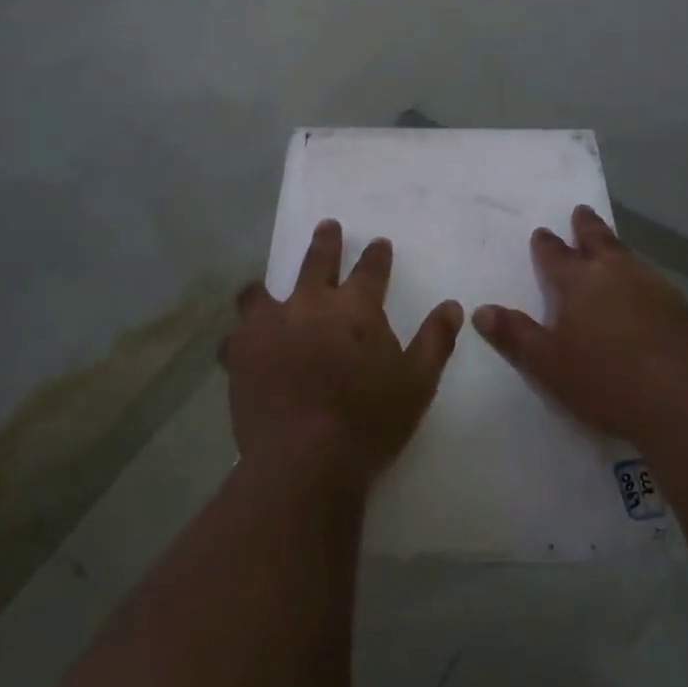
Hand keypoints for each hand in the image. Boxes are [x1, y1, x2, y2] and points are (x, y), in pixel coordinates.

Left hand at [224, 219, 463, 493]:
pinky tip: (242, 343)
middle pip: (317, 262)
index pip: (370, 269)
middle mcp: (310, 304)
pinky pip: (235, 334)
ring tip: (263, 289)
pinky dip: (242, 336)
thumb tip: (452, 306)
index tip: (379, 243)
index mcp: (355, 308)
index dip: (376, 255)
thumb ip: (435, 340)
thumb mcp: (418, 382)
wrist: (305, 460)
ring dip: (267, 287)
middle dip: (326, 242)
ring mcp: (269, 326)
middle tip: (328, 227)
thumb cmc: (369, 420)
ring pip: (261, 292)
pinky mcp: (240, 353)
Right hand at [473, 206, 687, 444]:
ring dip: (615, 248)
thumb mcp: (546, 364)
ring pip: (628, 256)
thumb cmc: (604, 380)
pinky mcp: (679, 306)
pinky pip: (651, 279)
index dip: (546, 244)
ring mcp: (652, 285)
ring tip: (610, 246)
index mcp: (579, 282)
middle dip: (586, 226)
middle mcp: (615, 272)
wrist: (681, 400)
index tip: (541, 232)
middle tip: (580, 211)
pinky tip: (643, 289)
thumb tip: (480, 310)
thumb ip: (514, 334)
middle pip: (598, 240)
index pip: (555, 255)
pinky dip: (639, 275)